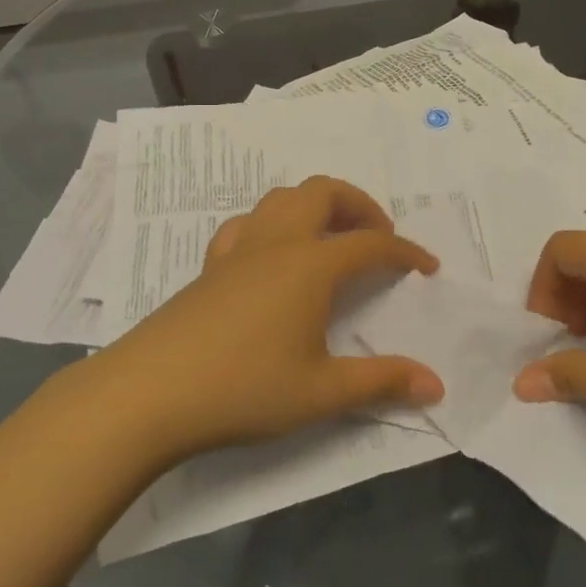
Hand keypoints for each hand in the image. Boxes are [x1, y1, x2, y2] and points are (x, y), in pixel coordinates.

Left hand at [76, 176, 443, 462]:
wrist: (149, 393)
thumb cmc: (244, 388)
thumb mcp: (321, 392)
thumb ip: (381, 382)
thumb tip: (436, 384)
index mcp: (310, 266)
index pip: (370, 244)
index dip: (405, 252)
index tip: (427, 268)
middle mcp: (276, 244)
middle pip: (322, 193)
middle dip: (359, 204)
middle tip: (378, 235)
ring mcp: (237, 252)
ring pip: (281, 199)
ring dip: (315, 206)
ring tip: (330, 239)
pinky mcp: (208, 268)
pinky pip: (246, 225)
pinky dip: (272, 225)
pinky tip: (272, 256)